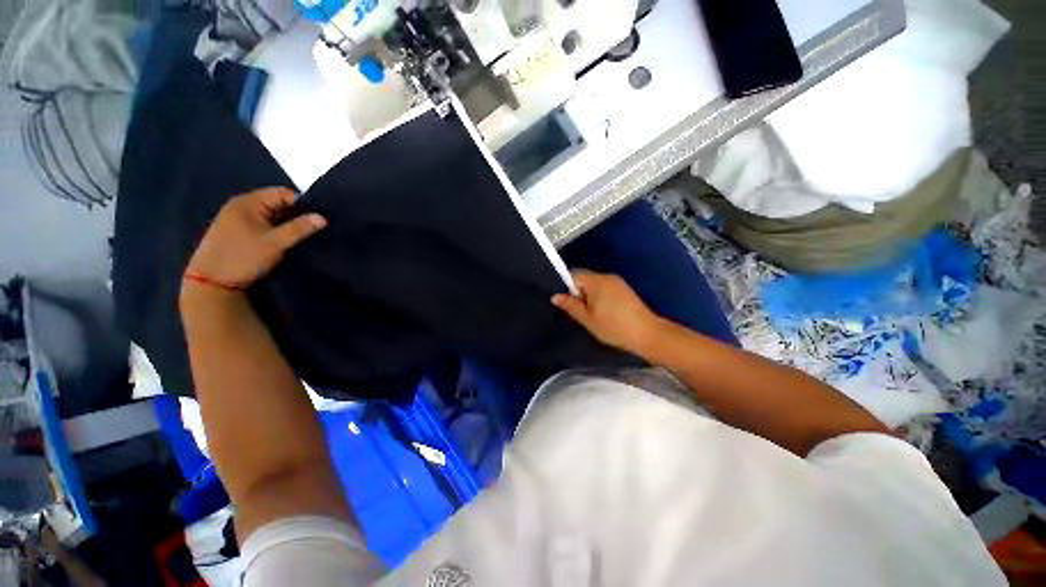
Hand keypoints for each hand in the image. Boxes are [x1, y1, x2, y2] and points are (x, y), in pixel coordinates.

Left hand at [184, 187, 326, 291]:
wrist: (212, 282)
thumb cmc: (243, 257)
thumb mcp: (276, 243)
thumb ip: (300, 228)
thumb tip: (323, 217)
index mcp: (249, 202)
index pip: (284, 193)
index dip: (303, 205)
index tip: (317, 221)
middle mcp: (242, 205)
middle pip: (279, 203)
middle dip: (297, 216)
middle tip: (312, 231)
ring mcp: (238, 218)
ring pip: (273, 216)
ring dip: (287, 225)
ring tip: (301, 238)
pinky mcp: (238, 231)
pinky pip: (265, 224)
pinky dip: (277, 231)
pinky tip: (285, 243)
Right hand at [551, 270, 663, 354]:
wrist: (648, 334)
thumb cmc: (614, 327)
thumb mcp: (588, 319)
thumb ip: (571, 306)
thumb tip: (554, 296)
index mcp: (596, 281)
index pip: (573, 275)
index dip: (564, 286)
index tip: (562, 301)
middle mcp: (606, 277)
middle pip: (584, 278)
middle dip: (576, 292)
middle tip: (573, 310)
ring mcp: (617, 282)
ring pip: (594, 284)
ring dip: (587, 295)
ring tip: (586, 313)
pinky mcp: (624, 290)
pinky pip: (604, 288)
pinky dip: (597, 296)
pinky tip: (600, 312)